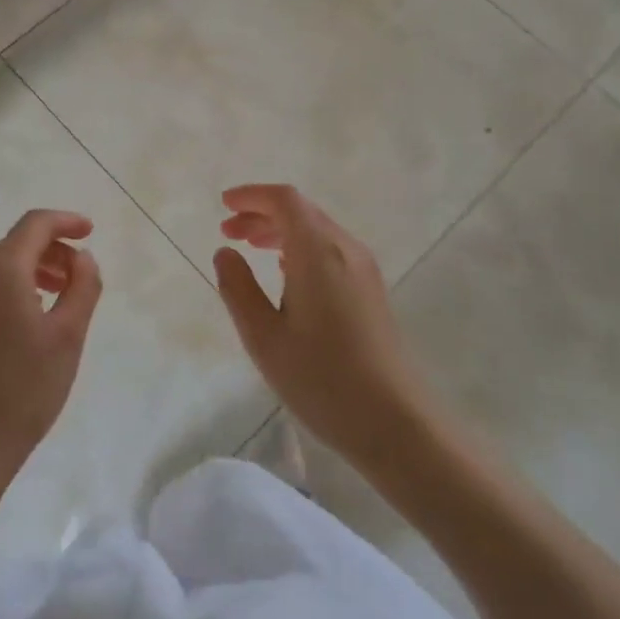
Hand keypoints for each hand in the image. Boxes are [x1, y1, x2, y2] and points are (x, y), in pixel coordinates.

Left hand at [0, 209, 102, 479]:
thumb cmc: (22, 390)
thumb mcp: (68, 336)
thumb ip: (82, 286)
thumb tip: (81, 257)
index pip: (35, 224)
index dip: (65, 221)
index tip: (89, 232)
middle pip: (15, 245)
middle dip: (51, 252)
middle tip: (77, 278)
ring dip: (30, 273)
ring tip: (55, 301)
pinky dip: (8, 292)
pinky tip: (23, 324)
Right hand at [213, 185, 431, 469]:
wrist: (396, 422)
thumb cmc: (322, 380)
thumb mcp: (264, 338)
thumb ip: (238, 289)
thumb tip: (225, 253)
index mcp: (318, 252)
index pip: (285, 200)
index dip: (252, 195)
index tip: (223, 204)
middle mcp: (345, 249)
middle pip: (302, 211)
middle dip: (262, 213)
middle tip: (228, 231)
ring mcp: (364, 269)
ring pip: (317, 230)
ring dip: (281, 230)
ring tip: (249, 247)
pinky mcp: (371, 290)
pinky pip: (331, 249)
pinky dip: (300, 247)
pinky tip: (284, 272)